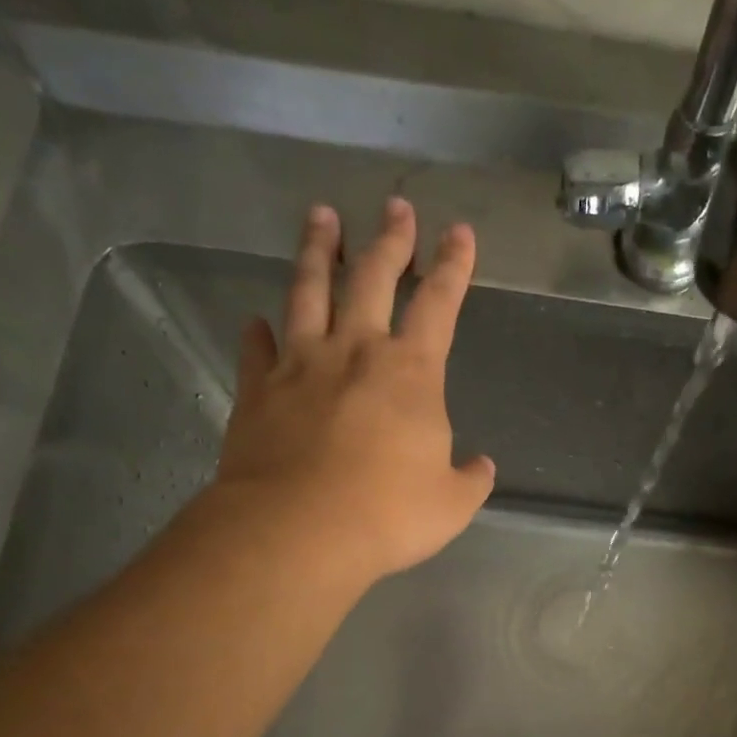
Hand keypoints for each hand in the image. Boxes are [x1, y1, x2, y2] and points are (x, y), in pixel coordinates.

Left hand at [211, 196, 494, 581]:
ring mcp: (300, 365)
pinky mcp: (257, 390)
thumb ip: (470, 480)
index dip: (453, 266)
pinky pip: (256, 349)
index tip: (459, 232)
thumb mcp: (451, 505)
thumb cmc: (388, 515)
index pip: (439, 303)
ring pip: (307, 291)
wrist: (298, 530)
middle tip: (395, 206)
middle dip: (389, 240)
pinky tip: (254, 321)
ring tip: (320, 217)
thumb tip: (481, 466)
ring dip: (317, 251)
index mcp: (411, 373)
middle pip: (372, 278)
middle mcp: (355, 351)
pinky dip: (256, 333)